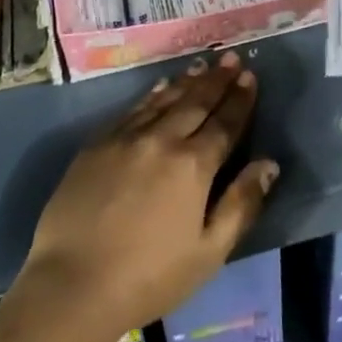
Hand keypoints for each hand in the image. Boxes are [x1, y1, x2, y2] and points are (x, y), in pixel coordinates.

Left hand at [24, 53, 278, 339]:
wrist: (72, 284)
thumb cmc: (148, 278)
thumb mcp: (208, 253)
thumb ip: (241, 205)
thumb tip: (269, 165)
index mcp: (193, 166)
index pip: (224, 123)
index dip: (240, 100)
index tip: (250, 76)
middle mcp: (163, 139)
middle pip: (196, 102)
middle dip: (217, 80)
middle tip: (231, 58)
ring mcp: (128, 137)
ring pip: (165, 99)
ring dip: (188, 81)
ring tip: (203, 64)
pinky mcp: (99, 143)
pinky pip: (134, 109)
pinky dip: (153, 94)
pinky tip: (161, 86)